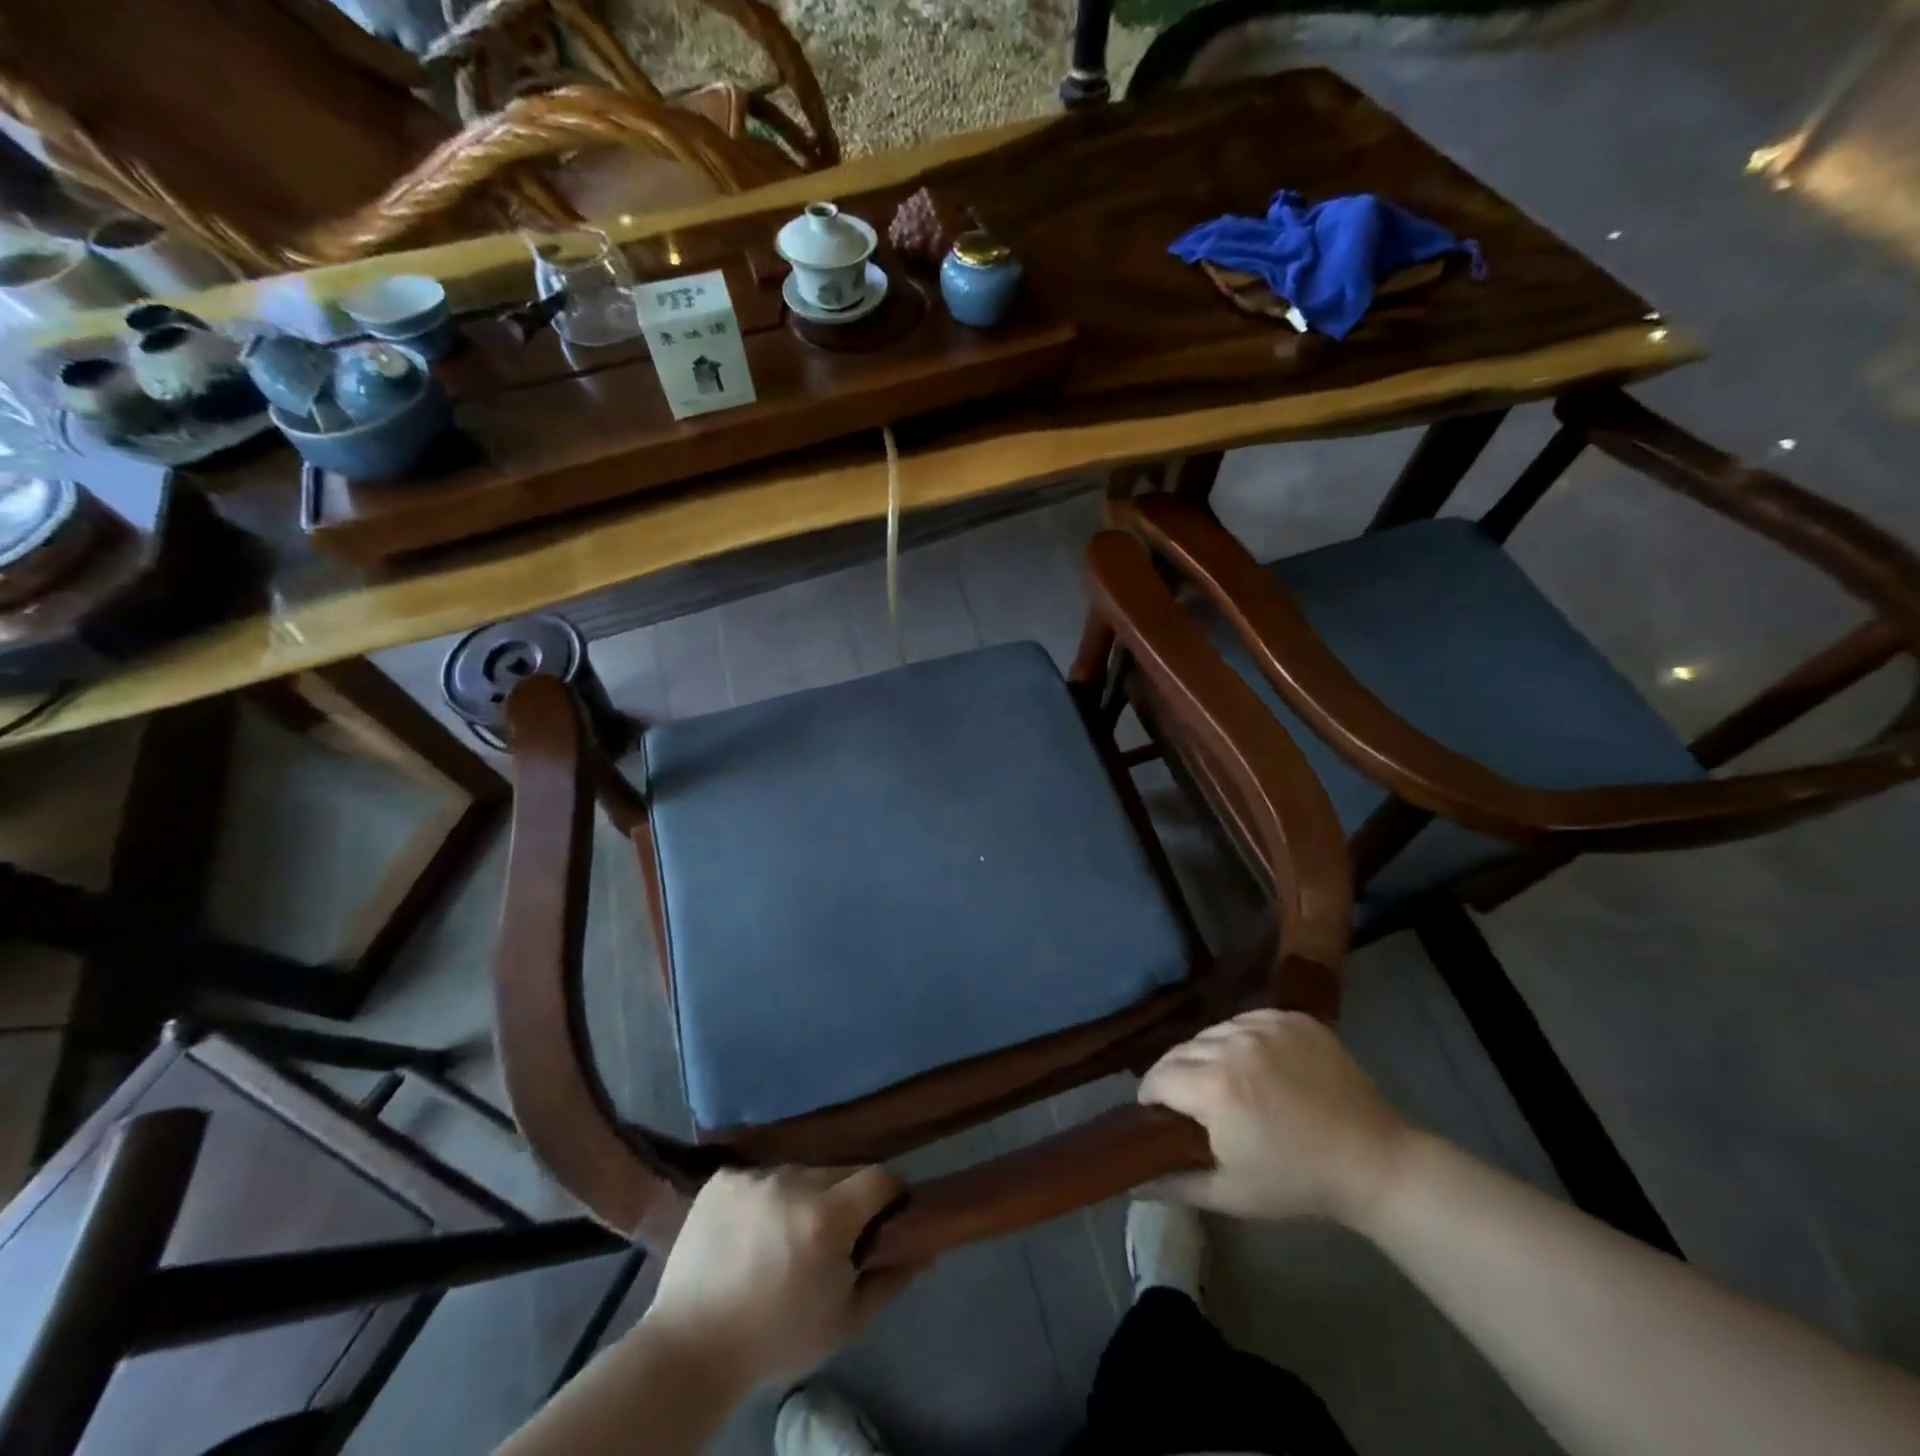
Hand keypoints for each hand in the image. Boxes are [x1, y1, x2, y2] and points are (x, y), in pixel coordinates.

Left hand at [642, 1166, 920, 1391]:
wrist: (689, 1351)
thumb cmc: (775, 1341)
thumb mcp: (844, 1323)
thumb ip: (890, 1280)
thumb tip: (924, 1248)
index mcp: (827, 1217)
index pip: (879, 1178)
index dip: (889, 1196)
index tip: (884, 1219)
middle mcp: (793, 1181)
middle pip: (839, 1171)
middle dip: (845, 1199)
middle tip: (831, 1238)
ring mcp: (754, 1176)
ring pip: (799, 1172)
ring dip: (803, 1196)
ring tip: (784, 1237)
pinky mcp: (723, 1177)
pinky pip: (760, 1177)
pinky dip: (764, 1198)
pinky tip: (750, 1231)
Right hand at [1139, 1009, 1411, 1226]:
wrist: (1374, 1163)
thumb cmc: (1298, 1182)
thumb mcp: (1231, 1193)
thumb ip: (1174, 1183)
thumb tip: (1132, 1180)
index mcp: (1215, 1087)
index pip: (1157, 1077)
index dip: (1151, 1097)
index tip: (1159, 1114)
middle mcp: (1233, 1045)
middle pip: (1181, 1050)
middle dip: (1177, 1076)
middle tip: (1193, 1104)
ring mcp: (1265, 1025)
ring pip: (1212, 1032)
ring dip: (1209, 1055)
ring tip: (1227, 1082)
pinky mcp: (1291, 1017)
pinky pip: (1246, 1020)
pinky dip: (1242, 1039)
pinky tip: (1257, 1065)